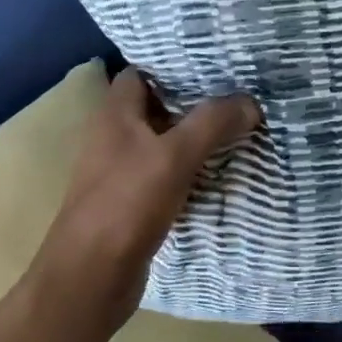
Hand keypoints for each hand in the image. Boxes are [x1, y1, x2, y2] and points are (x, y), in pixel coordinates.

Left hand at [35, 67, 260, 325]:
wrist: (91, 279)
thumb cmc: (126, 205)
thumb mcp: (174, 156)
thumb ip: (212, 123)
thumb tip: (250, 101)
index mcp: (114, 113)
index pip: (142, 71)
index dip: (174, 64)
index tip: (216, 62)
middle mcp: (115, 135)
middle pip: (158, 105)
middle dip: (196, 99)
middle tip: (240, 92)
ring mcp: (122, 169)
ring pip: (165, 140)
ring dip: (196, 135)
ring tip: (240, 125)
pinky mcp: (133, 201)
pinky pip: (167, 172)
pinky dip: (191, 167)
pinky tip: (222, 168)